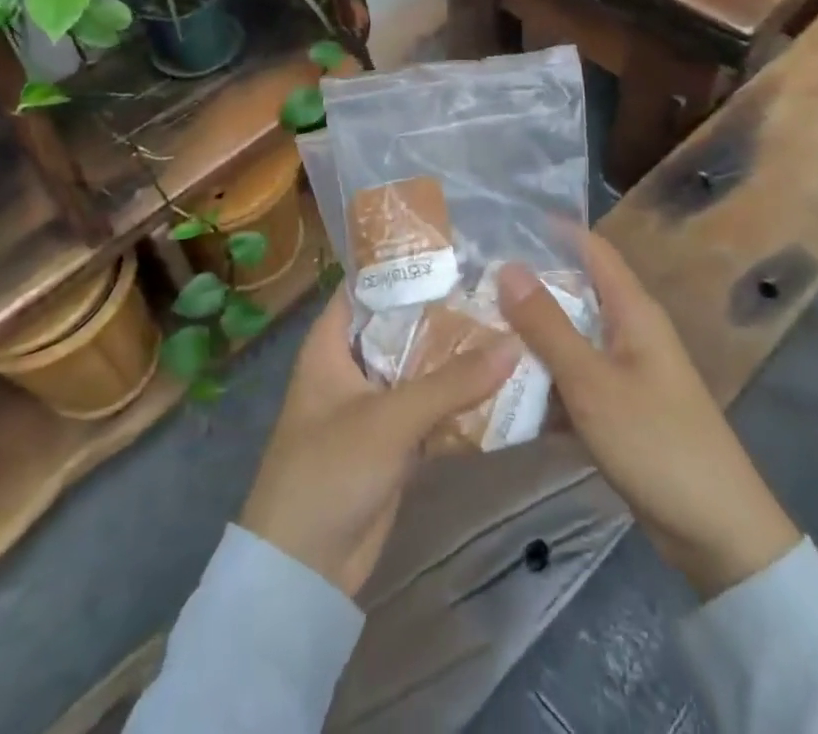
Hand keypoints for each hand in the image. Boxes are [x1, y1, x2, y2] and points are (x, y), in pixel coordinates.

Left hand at [240, 290, 519, 597]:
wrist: (303, 571)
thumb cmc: (329, 470)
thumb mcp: (390, 419)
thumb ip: (452, 382)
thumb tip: (513, 343)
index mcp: (331, 343)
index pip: (367, 284)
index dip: (404, 263)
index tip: (455, 247)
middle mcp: (352, 364)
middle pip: (402, 324)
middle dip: (444, 309)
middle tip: (497, 283)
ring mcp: (374, 403)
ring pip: (420, 364)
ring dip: (456, 353)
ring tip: (509, 321)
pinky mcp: (394, 440)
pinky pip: (430, 405)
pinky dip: (458, 395)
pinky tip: (501, 378)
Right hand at [497, 232, 799, 598]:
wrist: (717, 533)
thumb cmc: (656, 441)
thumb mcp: (592, 381)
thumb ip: (547, 325)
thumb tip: (508, 266)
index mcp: (633, 310)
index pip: (592, 249)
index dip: (554, 231)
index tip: (504, 224)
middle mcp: (630, 331)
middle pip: (576, 294)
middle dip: (530, 289)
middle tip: (474, 284)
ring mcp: (626, 372)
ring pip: (571, 340)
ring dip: (532, 338)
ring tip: (477, 331)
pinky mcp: (621, 409)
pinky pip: (575, 380)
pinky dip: (546, 381)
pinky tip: (506, 390)